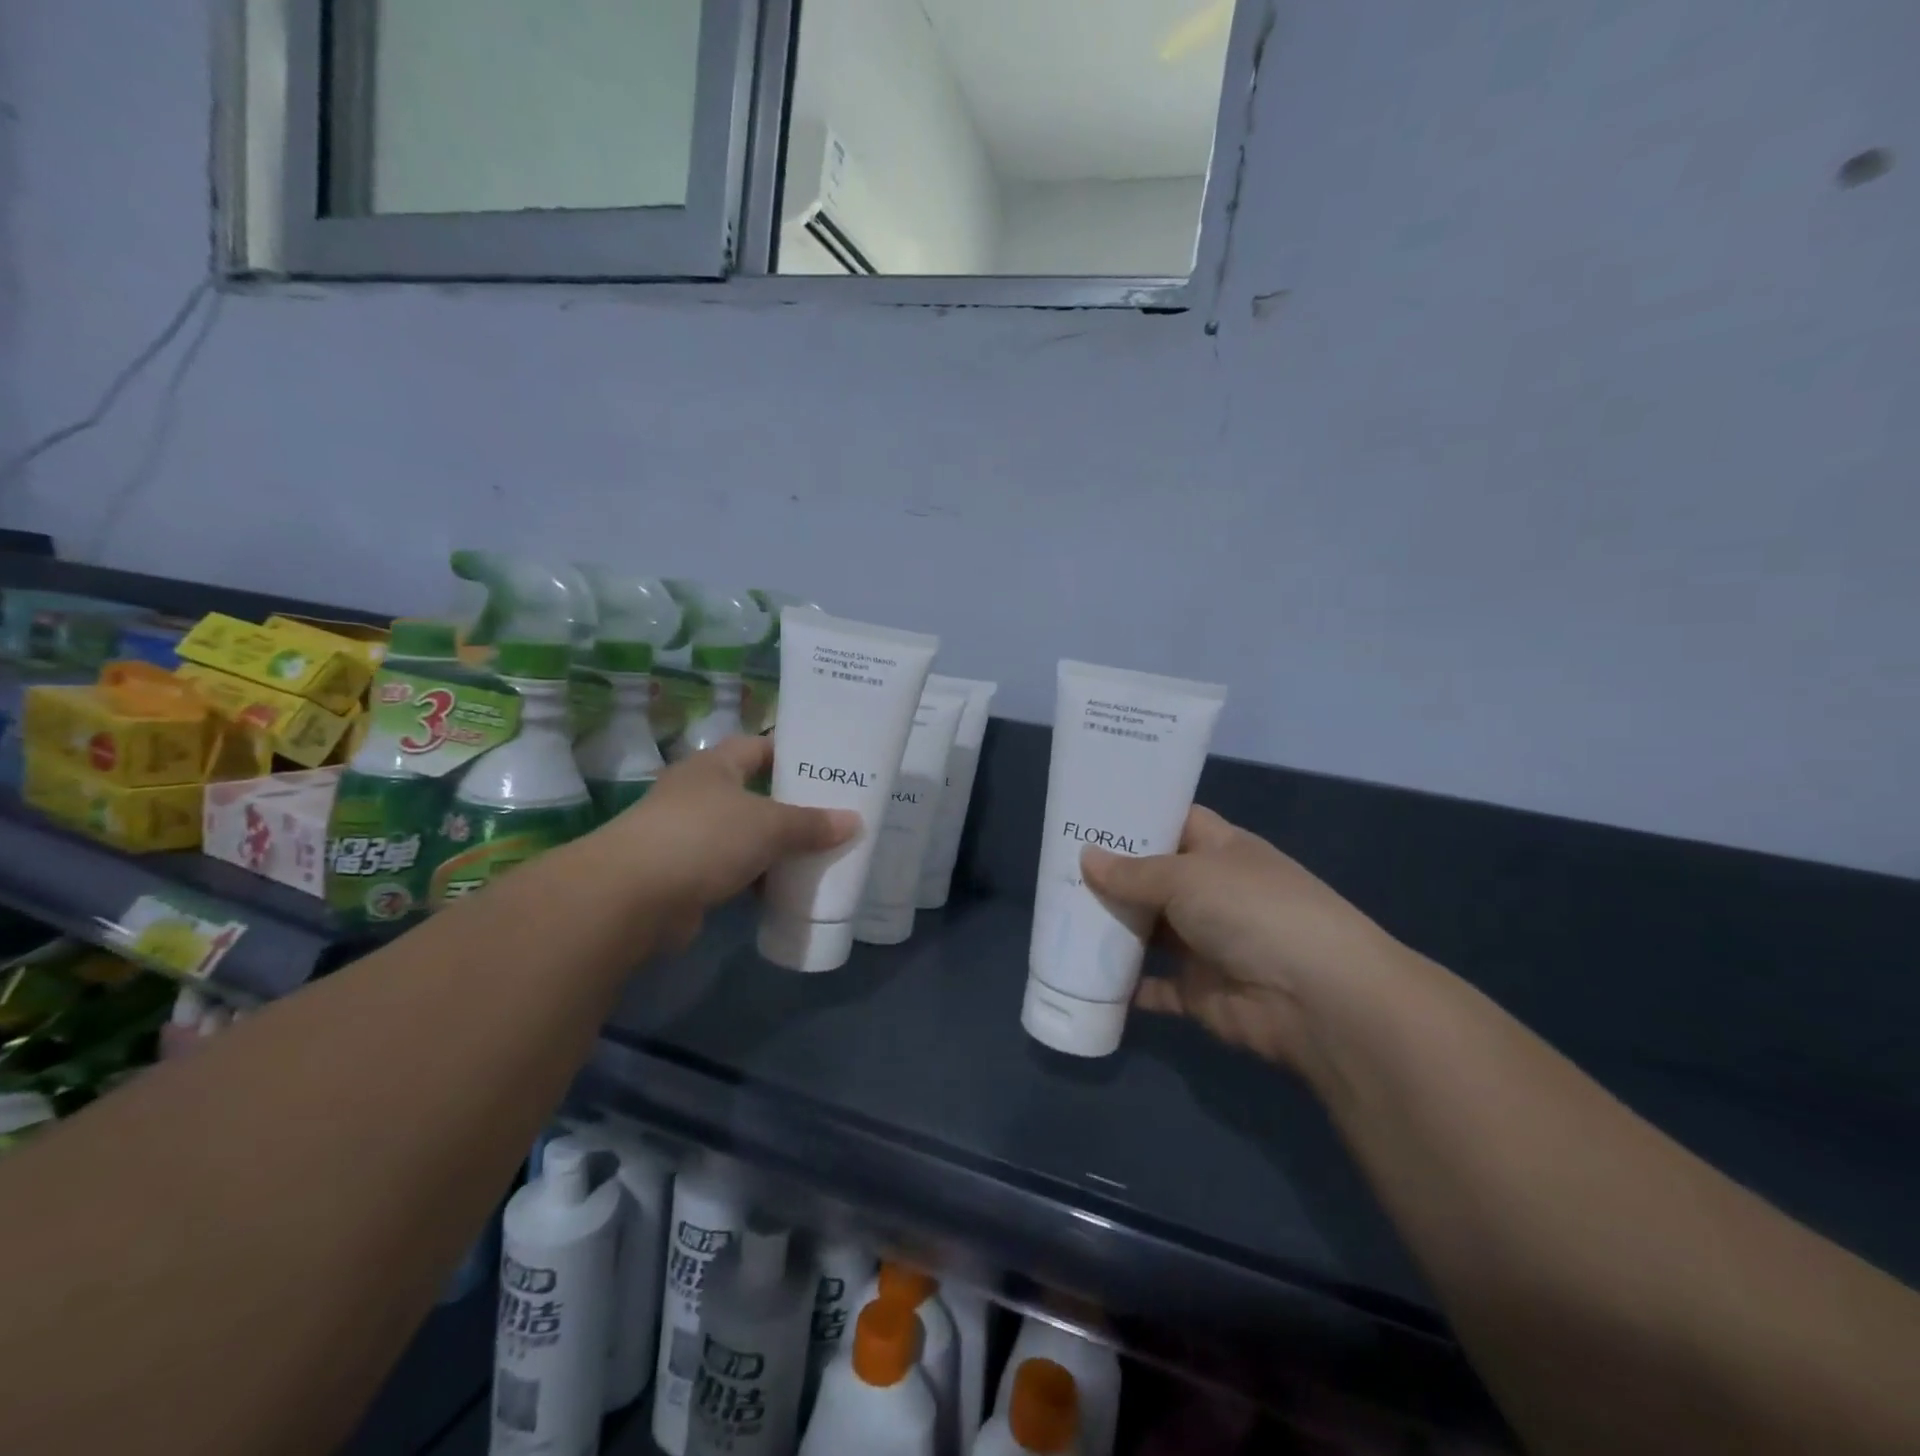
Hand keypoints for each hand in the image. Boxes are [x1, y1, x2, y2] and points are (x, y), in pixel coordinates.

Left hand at [611, 736, 856, 949]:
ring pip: (745, 836)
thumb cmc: (704, 838)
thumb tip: (854, 822)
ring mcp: (689, 836)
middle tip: (835, 813)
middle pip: (755, 794)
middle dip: (792, 806)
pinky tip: (787, 888)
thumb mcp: (769, 825)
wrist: (633, 897)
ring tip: (821, 852)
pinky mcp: (686, 875)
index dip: (792, 753)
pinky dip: (758, 878)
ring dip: (776, 847)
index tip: (828, 766)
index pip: (759, 747)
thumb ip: (812, 823)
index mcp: (714, 766)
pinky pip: (734, 870)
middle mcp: (699, 795)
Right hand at [1080, 806, 1404, 1074]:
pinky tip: (1081, 973)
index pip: (1173, 821)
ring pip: (1148, 931)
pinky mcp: (1198, 990)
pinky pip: (1151, 985)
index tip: (1087, 813)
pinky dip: (1122, 984)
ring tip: (1056, 914)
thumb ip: (1134, 872)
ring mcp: (1206, 942)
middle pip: (1153, 878)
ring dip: (1111, 927)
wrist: (1316, 999)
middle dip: (1110, 875)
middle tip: (1055, 867)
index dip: (1135, 816)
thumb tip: (1086, 857)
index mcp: (1221, 849)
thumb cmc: (1253, 910)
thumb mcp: (1188, 877)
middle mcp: (1213, 892)